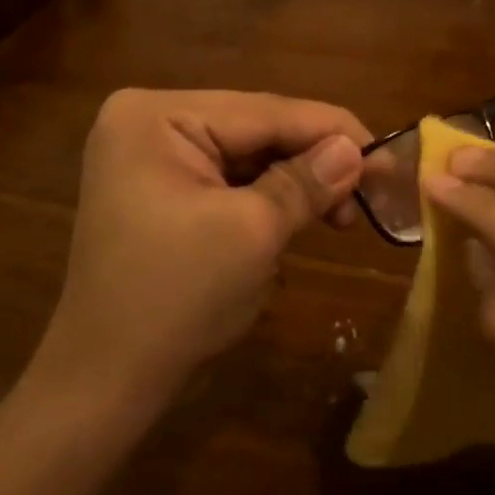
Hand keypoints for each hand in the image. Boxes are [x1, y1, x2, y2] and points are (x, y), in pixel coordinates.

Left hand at [32, 89, 369, 414]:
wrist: (105, 383)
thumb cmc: (176, 300)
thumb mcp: (253, 233)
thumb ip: (307, 182)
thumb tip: (357, 150)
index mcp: (156, 117)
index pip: (264, 110)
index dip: (332, 130)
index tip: (388, 154)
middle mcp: (149, 123)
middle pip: (256, 130)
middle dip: (315, 160)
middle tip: (373, 191)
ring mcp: (150, 158)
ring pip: (247, 157)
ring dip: (296, 183)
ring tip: (340, 216)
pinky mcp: (160, 191)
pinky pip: (228, 181)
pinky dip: (268, 199)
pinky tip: (300, 218)